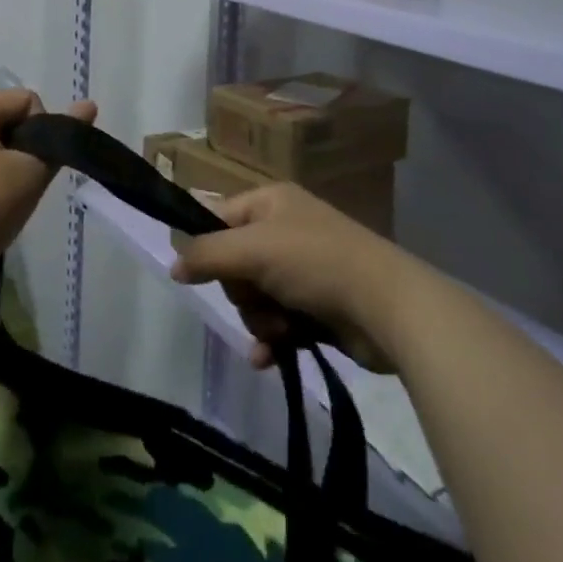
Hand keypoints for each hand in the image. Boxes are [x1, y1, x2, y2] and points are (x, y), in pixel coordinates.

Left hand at [0, 89, 97, 291]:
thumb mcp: (29, 172)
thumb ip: (61, 138)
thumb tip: (90, 105)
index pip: (28, 100)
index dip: (43, 132)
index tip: (36, 166)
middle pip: (8, 121)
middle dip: (24, 150)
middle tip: (23, 185)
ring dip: (6, 169)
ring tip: (4, 201)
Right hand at [169, 182, 414, 373]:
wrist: (389, 307)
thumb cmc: (315, 263)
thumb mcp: (252, 249)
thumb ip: (206, 254)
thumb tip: (174, 265)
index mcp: (271, 202)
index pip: (219, 217)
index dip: (206, 246)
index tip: (193, 274)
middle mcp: (285, 230)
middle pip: (234, 264)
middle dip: (241, 291)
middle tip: (258, 296)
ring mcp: (304, 270)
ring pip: (254, 298)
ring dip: (259, 319)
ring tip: (280, 329)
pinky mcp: (317, 308)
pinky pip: (277, 323)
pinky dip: (272, 340)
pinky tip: (269, 359)